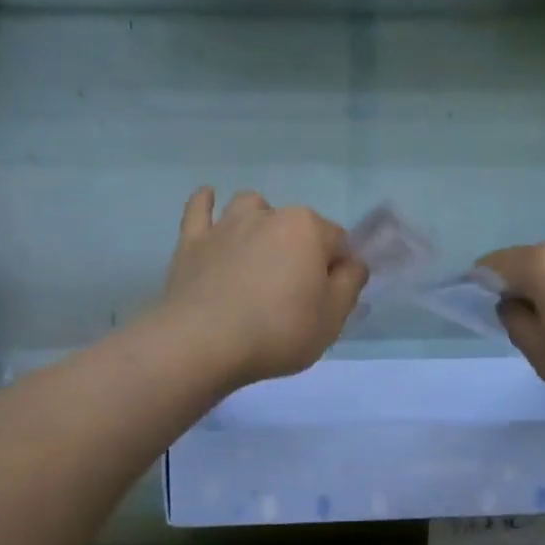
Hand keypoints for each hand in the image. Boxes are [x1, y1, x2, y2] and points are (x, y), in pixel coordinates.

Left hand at [161, 188, 367, 387]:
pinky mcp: (192, 240)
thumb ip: (350, 284)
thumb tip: (352, 263)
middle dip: (301, 249)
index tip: (329, 299)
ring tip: (259, 253)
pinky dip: (206, 203)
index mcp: (308, 229)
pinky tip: (209, 201)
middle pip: (297, 225)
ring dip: (260, 221)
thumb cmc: (277, 331)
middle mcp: (269, 215)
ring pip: (251, 206)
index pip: (338, 241)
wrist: (203, 343)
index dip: (339, 270)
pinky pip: (200, 208)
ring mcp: (226, 224)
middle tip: (294, 291)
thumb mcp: (332, 317)